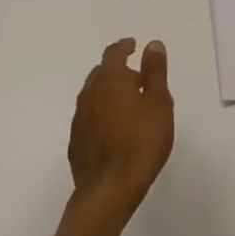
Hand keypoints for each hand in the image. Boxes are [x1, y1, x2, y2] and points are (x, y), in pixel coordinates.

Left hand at [68, 38, 173, 211]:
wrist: (108, 191)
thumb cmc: (140, 143)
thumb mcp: (158, 104)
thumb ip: (155, 72)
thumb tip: (152, 44)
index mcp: (110, 79)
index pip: (114, 53)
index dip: (124, 47)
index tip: (133, 45)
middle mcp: (89, 93)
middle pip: (102, 73)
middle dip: (119, 70)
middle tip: (138, 79)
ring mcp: (79, 118)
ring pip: (94, 94)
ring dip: (109, 92)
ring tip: (129, 104)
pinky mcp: (76, 142)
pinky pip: (90, 116)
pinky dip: (102, 113)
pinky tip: (114, 128)